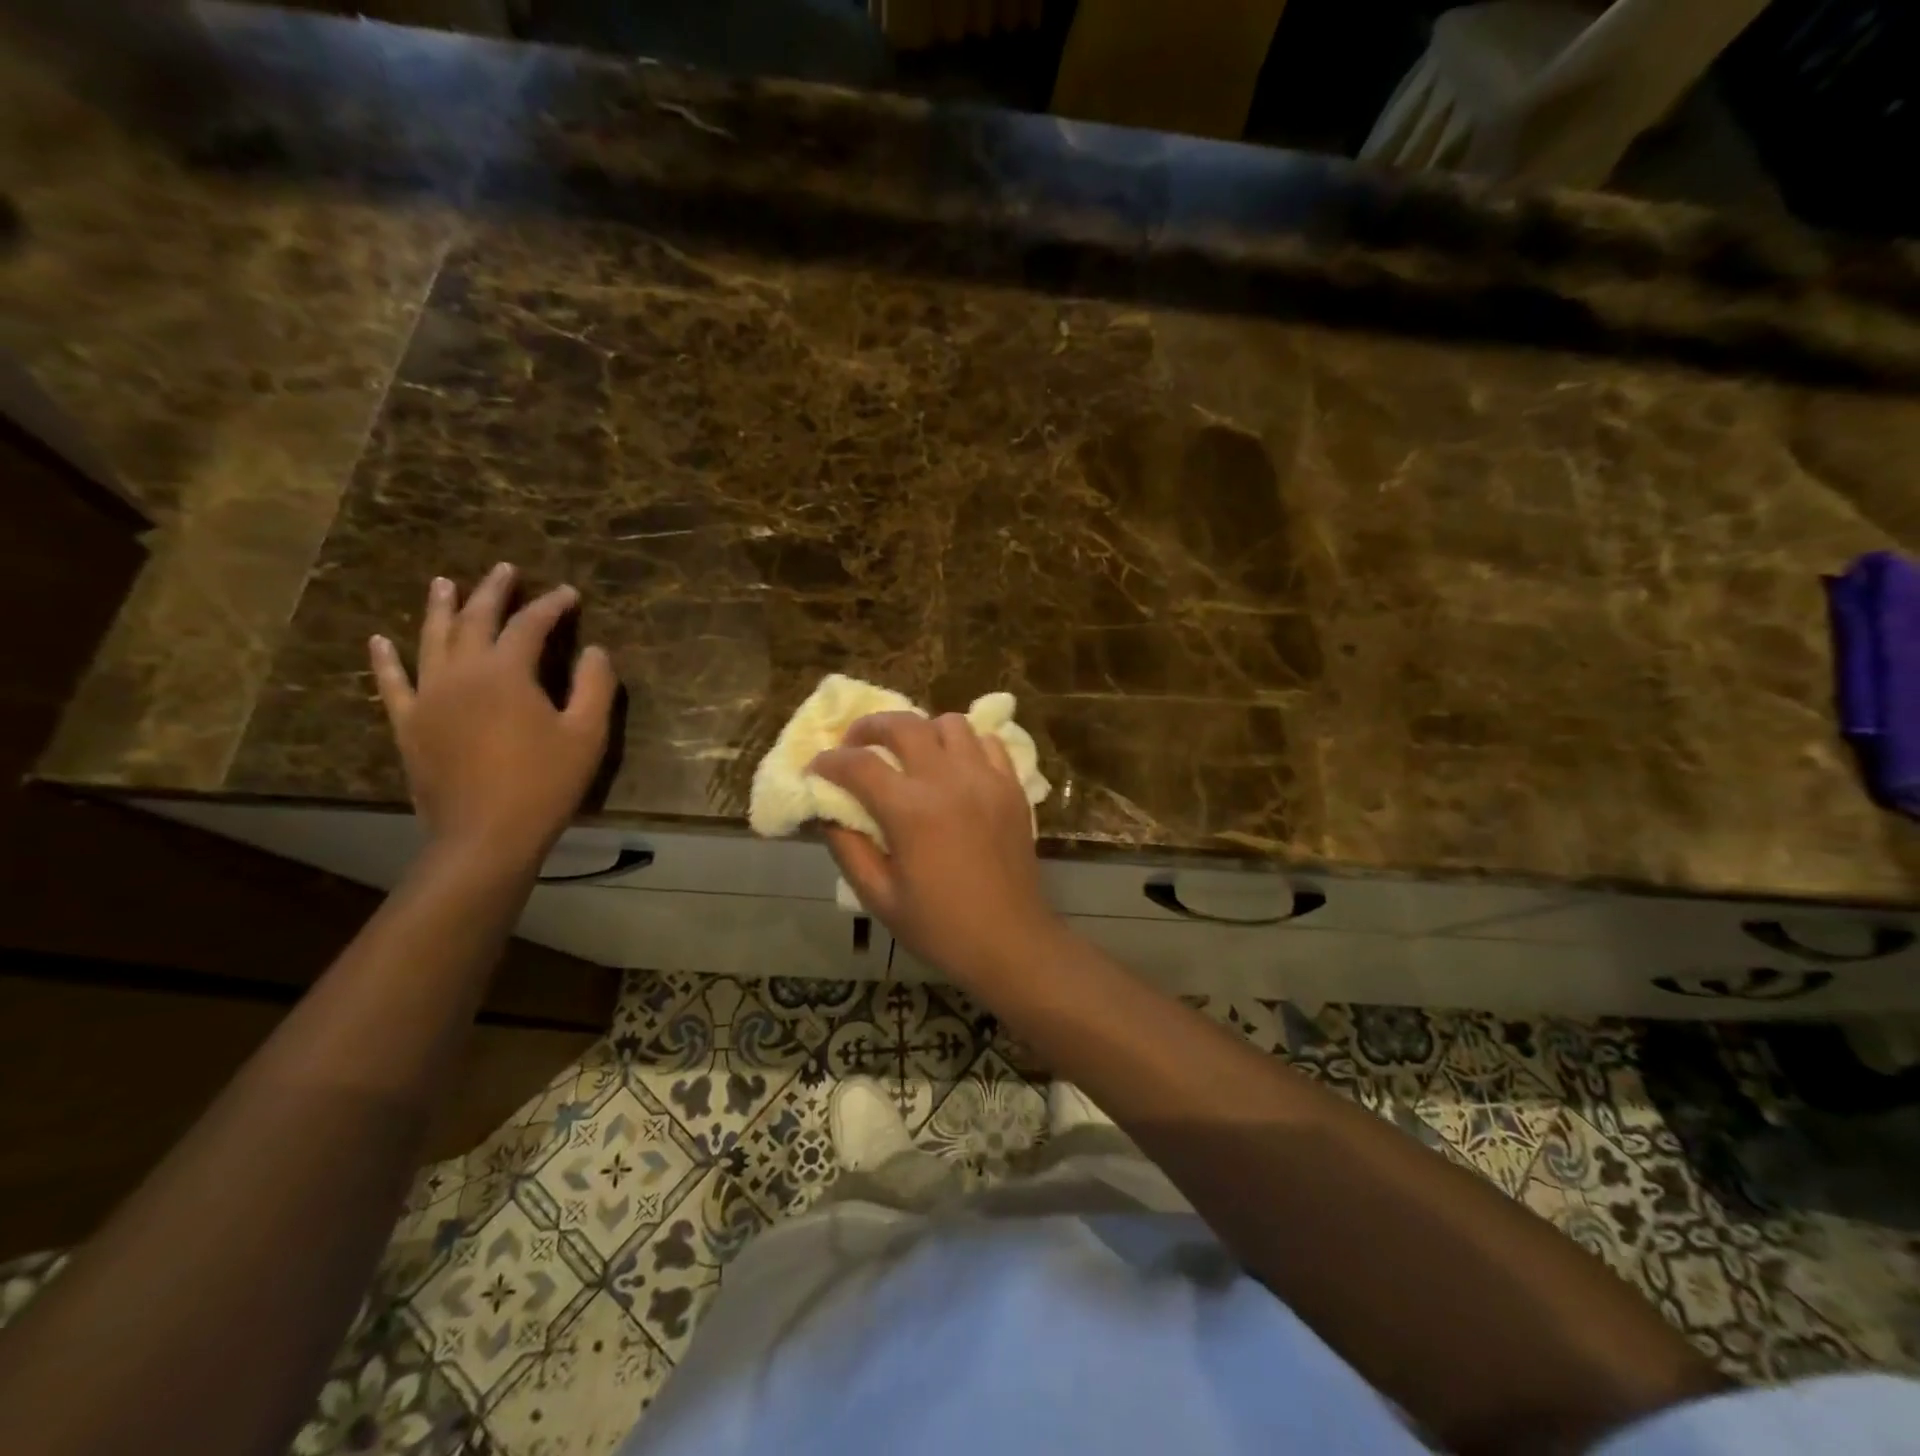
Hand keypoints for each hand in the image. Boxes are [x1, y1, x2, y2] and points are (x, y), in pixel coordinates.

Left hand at [370, 564, 616, 869]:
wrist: (486, 835)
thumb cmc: (545, 783)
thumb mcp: (587, 734)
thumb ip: (595, 686)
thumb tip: (595, 651)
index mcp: (506, 673)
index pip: (529, 625)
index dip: (551, 606)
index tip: (569, 594)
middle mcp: (461, 673)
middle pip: (475, 620)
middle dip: (493, 592)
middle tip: (505, 570)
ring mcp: (428, 697)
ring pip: (431, 640)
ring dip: (440, 609)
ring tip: (445, 583)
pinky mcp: (409, 724)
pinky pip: (393, 683)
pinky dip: (386, 660)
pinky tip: (379, 640)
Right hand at [809, 712, 1062, 985]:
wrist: (1011, 942)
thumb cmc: (940, 927)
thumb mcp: (878, 897)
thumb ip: (847, 847)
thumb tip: (827, 811)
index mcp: (910, 810)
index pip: (858, 764)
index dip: (829, 762)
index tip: (816, 768)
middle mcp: (949, 780)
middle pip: (903, 725)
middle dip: (869, 727)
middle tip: (855, 744)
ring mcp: (986, 778)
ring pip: (949, 723)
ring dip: (921, 730)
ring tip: (909, 754)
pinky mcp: (1012, 786)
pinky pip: (987, 741)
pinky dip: (964, 744)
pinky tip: (953, 766)